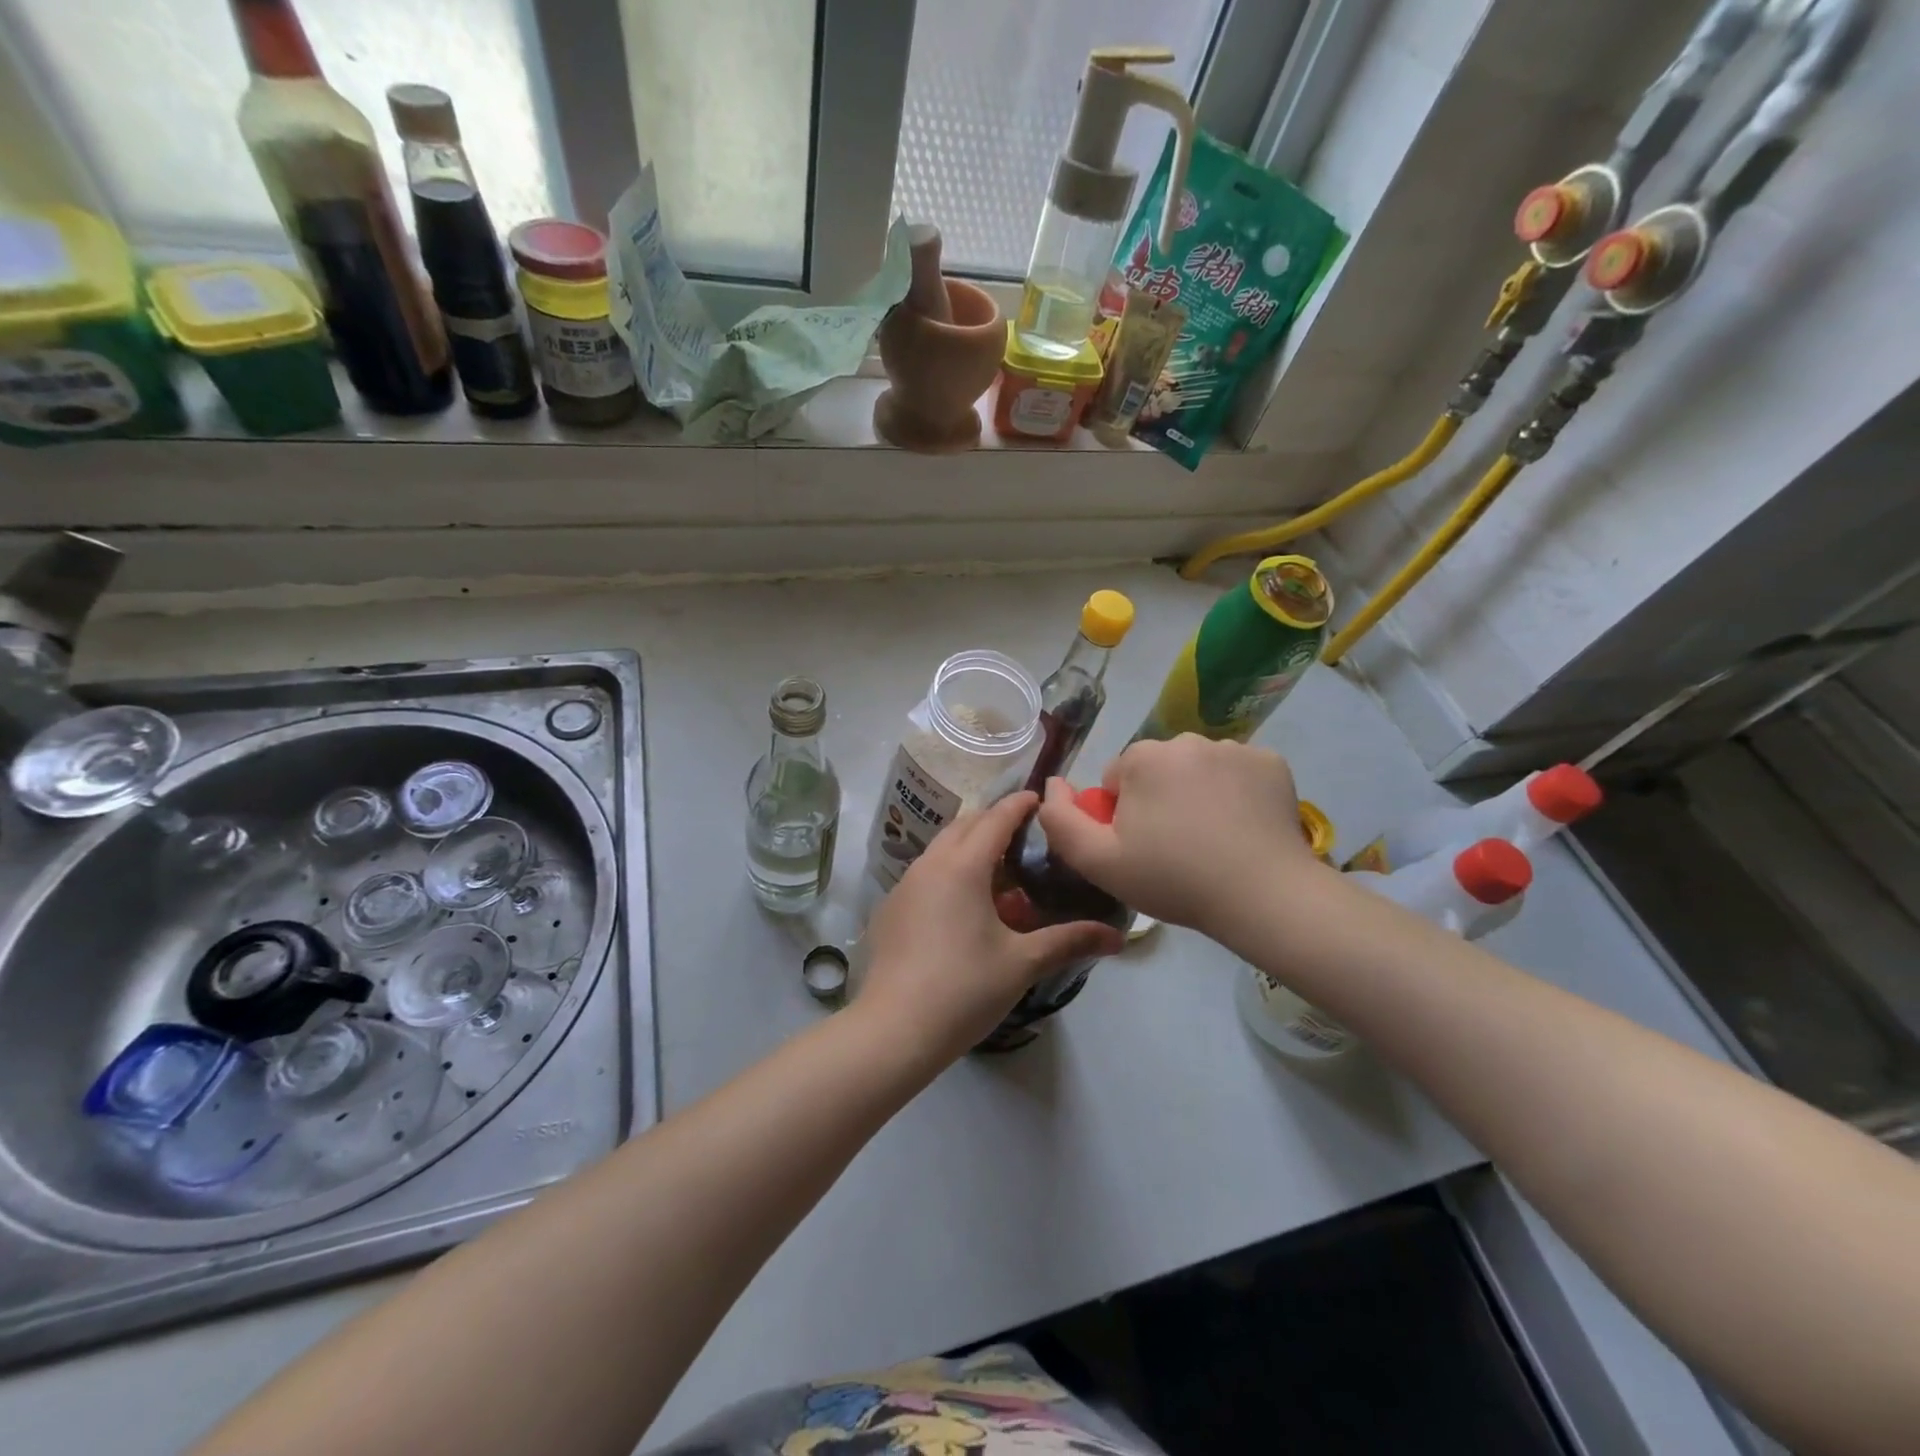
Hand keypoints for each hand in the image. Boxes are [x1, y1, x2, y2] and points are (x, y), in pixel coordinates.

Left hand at [858, 791, 1126, 1062]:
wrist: (893, 1030)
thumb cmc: (964, 989)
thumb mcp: (1022, 963)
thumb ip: (1070, 941)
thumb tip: (1117, 937)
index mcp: (962, 866)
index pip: (996, 818)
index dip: (1020, 804)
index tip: (1041, 799)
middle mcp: (929, 864)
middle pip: (965, 826)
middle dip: (995, 823)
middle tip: (1027, 838)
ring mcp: (904, 886)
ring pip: (942, 849)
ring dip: (970, 848)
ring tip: (1000, 874)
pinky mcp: (891, 909)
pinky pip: (926, 873)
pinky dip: (949, 872)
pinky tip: (964, 907)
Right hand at [1037, 735, 1326, 939]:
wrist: (1261, 896)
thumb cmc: (1173, 878)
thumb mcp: (1098, 861)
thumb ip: (1060, 820)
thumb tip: (1052, 784)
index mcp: (1142, 757)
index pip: (1118, 779)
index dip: (1123, 815)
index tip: (1142, 848)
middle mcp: (1187, 739)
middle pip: (1158, 769)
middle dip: (1159, 798)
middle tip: (1176, 847)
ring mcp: (1234, 748)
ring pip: (1199, 768)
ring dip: (1198, 793)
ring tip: (1213, 840)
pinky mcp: (1272, 762)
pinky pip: (1239, 772)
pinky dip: (1237, 792)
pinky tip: (1244, 827)